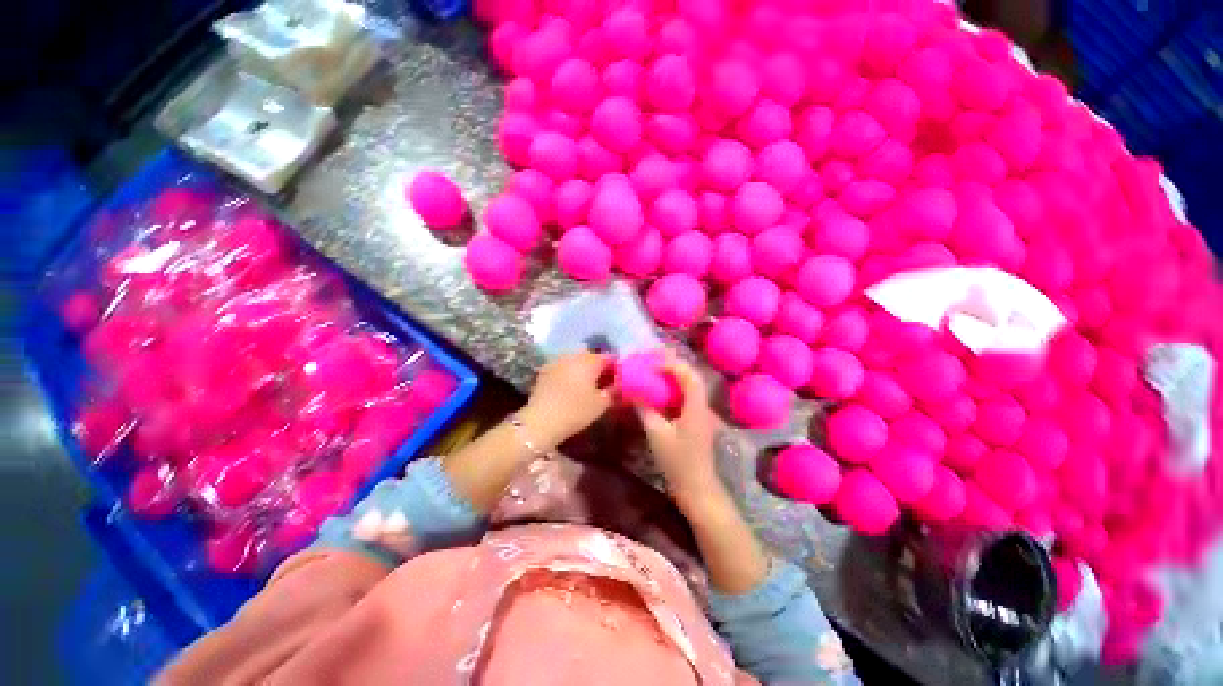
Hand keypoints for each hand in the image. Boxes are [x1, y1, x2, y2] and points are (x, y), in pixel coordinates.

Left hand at [519, 351, 613, 448]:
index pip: (609, 357)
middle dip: (599, 366)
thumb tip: (619, 384)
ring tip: (588, 384)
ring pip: (576, 360)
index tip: (620, 378)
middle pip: (591, 356)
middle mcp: (574, 355)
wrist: (541, 421)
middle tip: (605, 382)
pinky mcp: (545, 370)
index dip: (616, 367)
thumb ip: (614, 391)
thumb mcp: (602, 404)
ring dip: (583, 369)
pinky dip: (569, 373)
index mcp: (590, 360)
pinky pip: (563, 367)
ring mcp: (557, 361)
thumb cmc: (576, 411)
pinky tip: (571, 386)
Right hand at [638, 355, 724, 508]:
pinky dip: (675, 389)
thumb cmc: (677, 462)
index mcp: (696, 407)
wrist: (697, 488)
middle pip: (692, 377)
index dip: (672, 365)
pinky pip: (687, 397)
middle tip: (654, 361)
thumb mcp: (657, 434)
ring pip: (691, 387)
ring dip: (675, 376)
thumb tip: (633, 393)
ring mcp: (702, 414)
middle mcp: (703, 406)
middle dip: (674, 366)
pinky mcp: (697, 422)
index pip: (689, 376)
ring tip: (656, 371)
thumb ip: (645, 410)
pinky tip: (662, 392)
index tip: (652, 363)